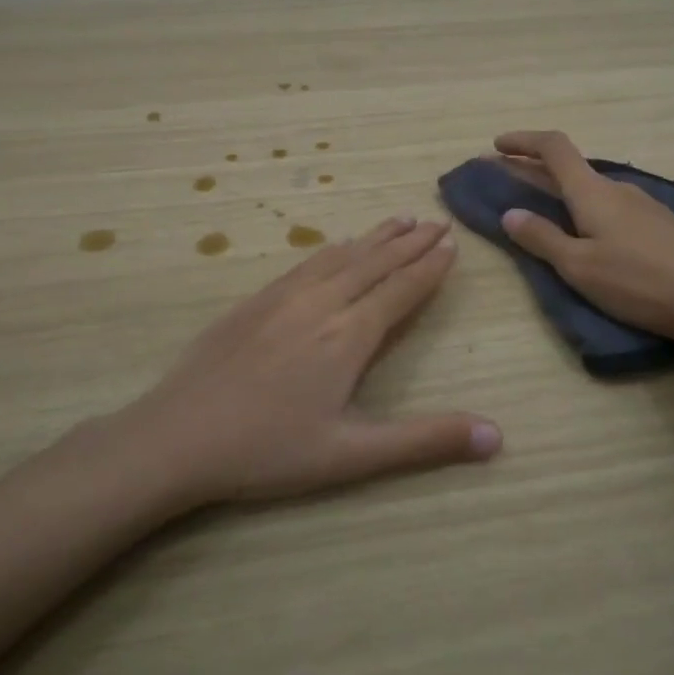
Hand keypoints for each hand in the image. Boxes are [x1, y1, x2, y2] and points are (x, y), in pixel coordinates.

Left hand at [122, 215, 500, 504]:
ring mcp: (283, 298)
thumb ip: (425, 441)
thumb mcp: (353, 455)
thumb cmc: (268, 450)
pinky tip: (335, 247)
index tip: (452, 245)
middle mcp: (321, 304)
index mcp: (349, 336)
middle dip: (410, 242)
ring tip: (398, 219)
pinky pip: (305, 263)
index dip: (429, 267)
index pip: (401, 290)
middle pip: (375, 263)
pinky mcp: (254, 302)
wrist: (176, 437)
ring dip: (374, 237)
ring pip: (340, 256)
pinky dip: (332, 249)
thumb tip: (497, 436)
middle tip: (436, 221)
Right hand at [492, 129, 673, 341]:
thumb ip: (542, 238)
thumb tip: (509, 213)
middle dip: (535, 170)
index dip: (523, 141)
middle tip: (507, 180)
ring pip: (592, 189)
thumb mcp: (579, 266)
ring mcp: (643, 205)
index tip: (496, 146)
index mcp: (592, 192)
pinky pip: (611, 206)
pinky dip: (586, 208)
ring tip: (543, 210)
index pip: (554, 148)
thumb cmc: (637, 280)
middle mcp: (617, 188)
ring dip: (562, 191)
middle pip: (570, 168)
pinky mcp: (659, 225)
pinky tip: (588, 231)